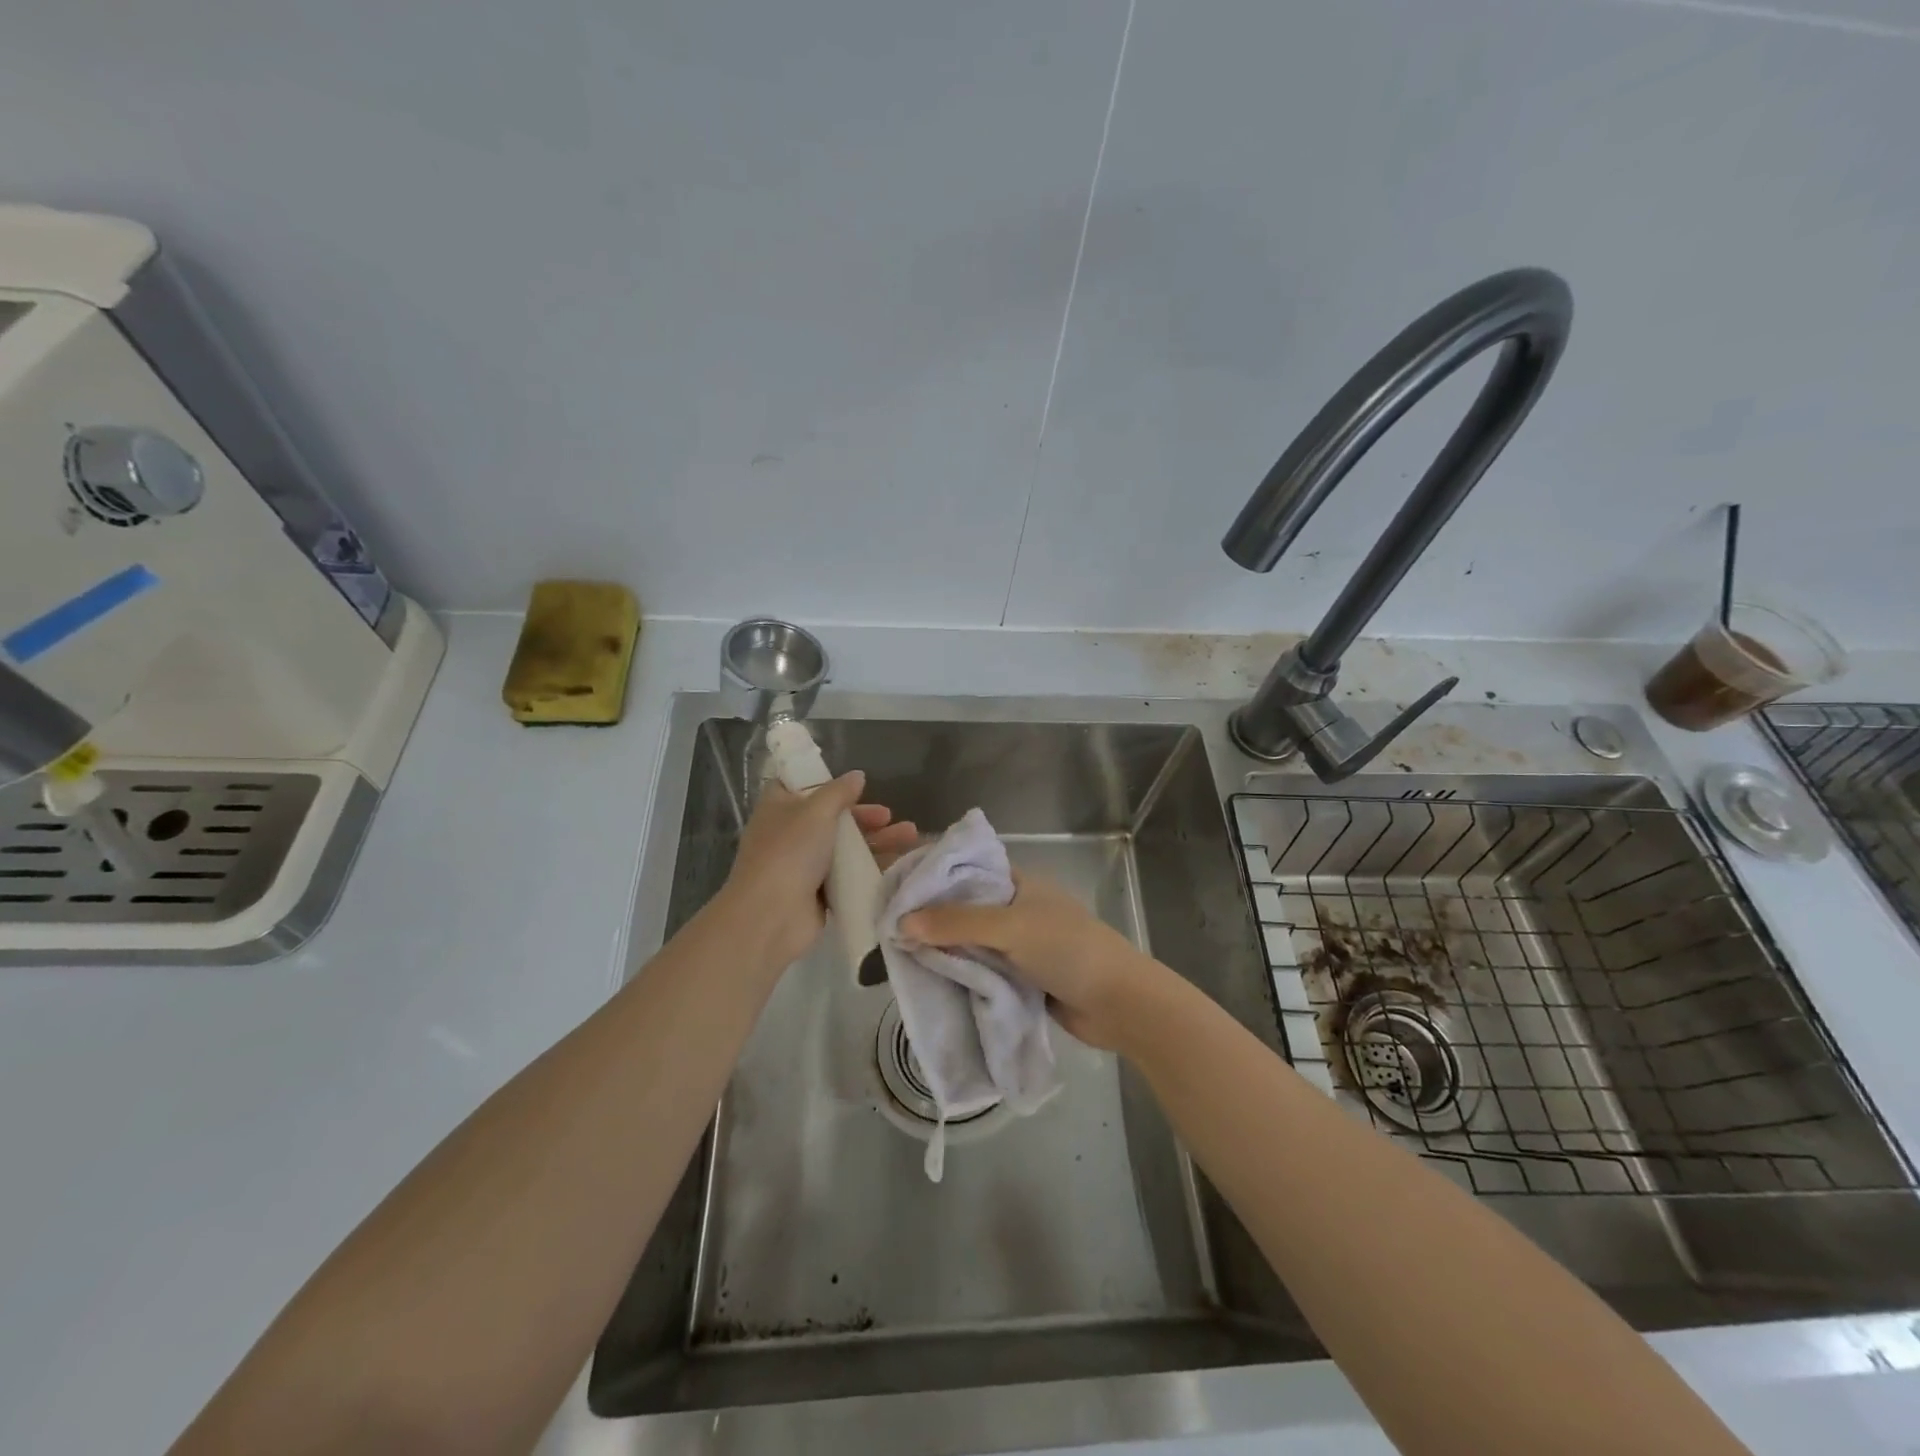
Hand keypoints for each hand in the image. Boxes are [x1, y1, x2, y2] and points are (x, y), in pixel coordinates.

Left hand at [722, 771, 917, 965]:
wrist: (772, 915)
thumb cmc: (790, 851)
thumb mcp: (816, 811)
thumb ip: (839, 792)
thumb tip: (857, 775)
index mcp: (778, 807)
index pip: (800, 786)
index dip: (826, 783)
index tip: (855, 785)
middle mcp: (789, 833)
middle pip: (831, 818)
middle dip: (864, 816)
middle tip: (889, 817)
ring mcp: (803, 865)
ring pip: (844, 847)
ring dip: (876, 840)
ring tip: (909, 837)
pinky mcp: (818, 892)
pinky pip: (849, 875)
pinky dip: (870, 868)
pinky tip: (898, 864)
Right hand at [900, 871, 1169, 1050]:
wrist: (1118, 1003)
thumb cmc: (1067, 949)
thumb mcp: (1009, 928)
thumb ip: (956, 924)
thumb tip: (901, 922)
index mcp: (1019, 883)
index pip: (968, 871)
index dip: (934, 877)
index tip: (895, 889)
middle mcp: (1018, 909)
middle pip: (966, 910)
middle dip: (933, 920)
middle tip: (889, 928)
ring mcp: (1021, 945)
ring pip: (973, 943)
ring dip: (946, 951)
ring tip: (900, 956)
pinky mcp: (1023, 977)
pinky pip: (983, 971)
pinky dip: (963, 975)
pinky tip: (931, 981)